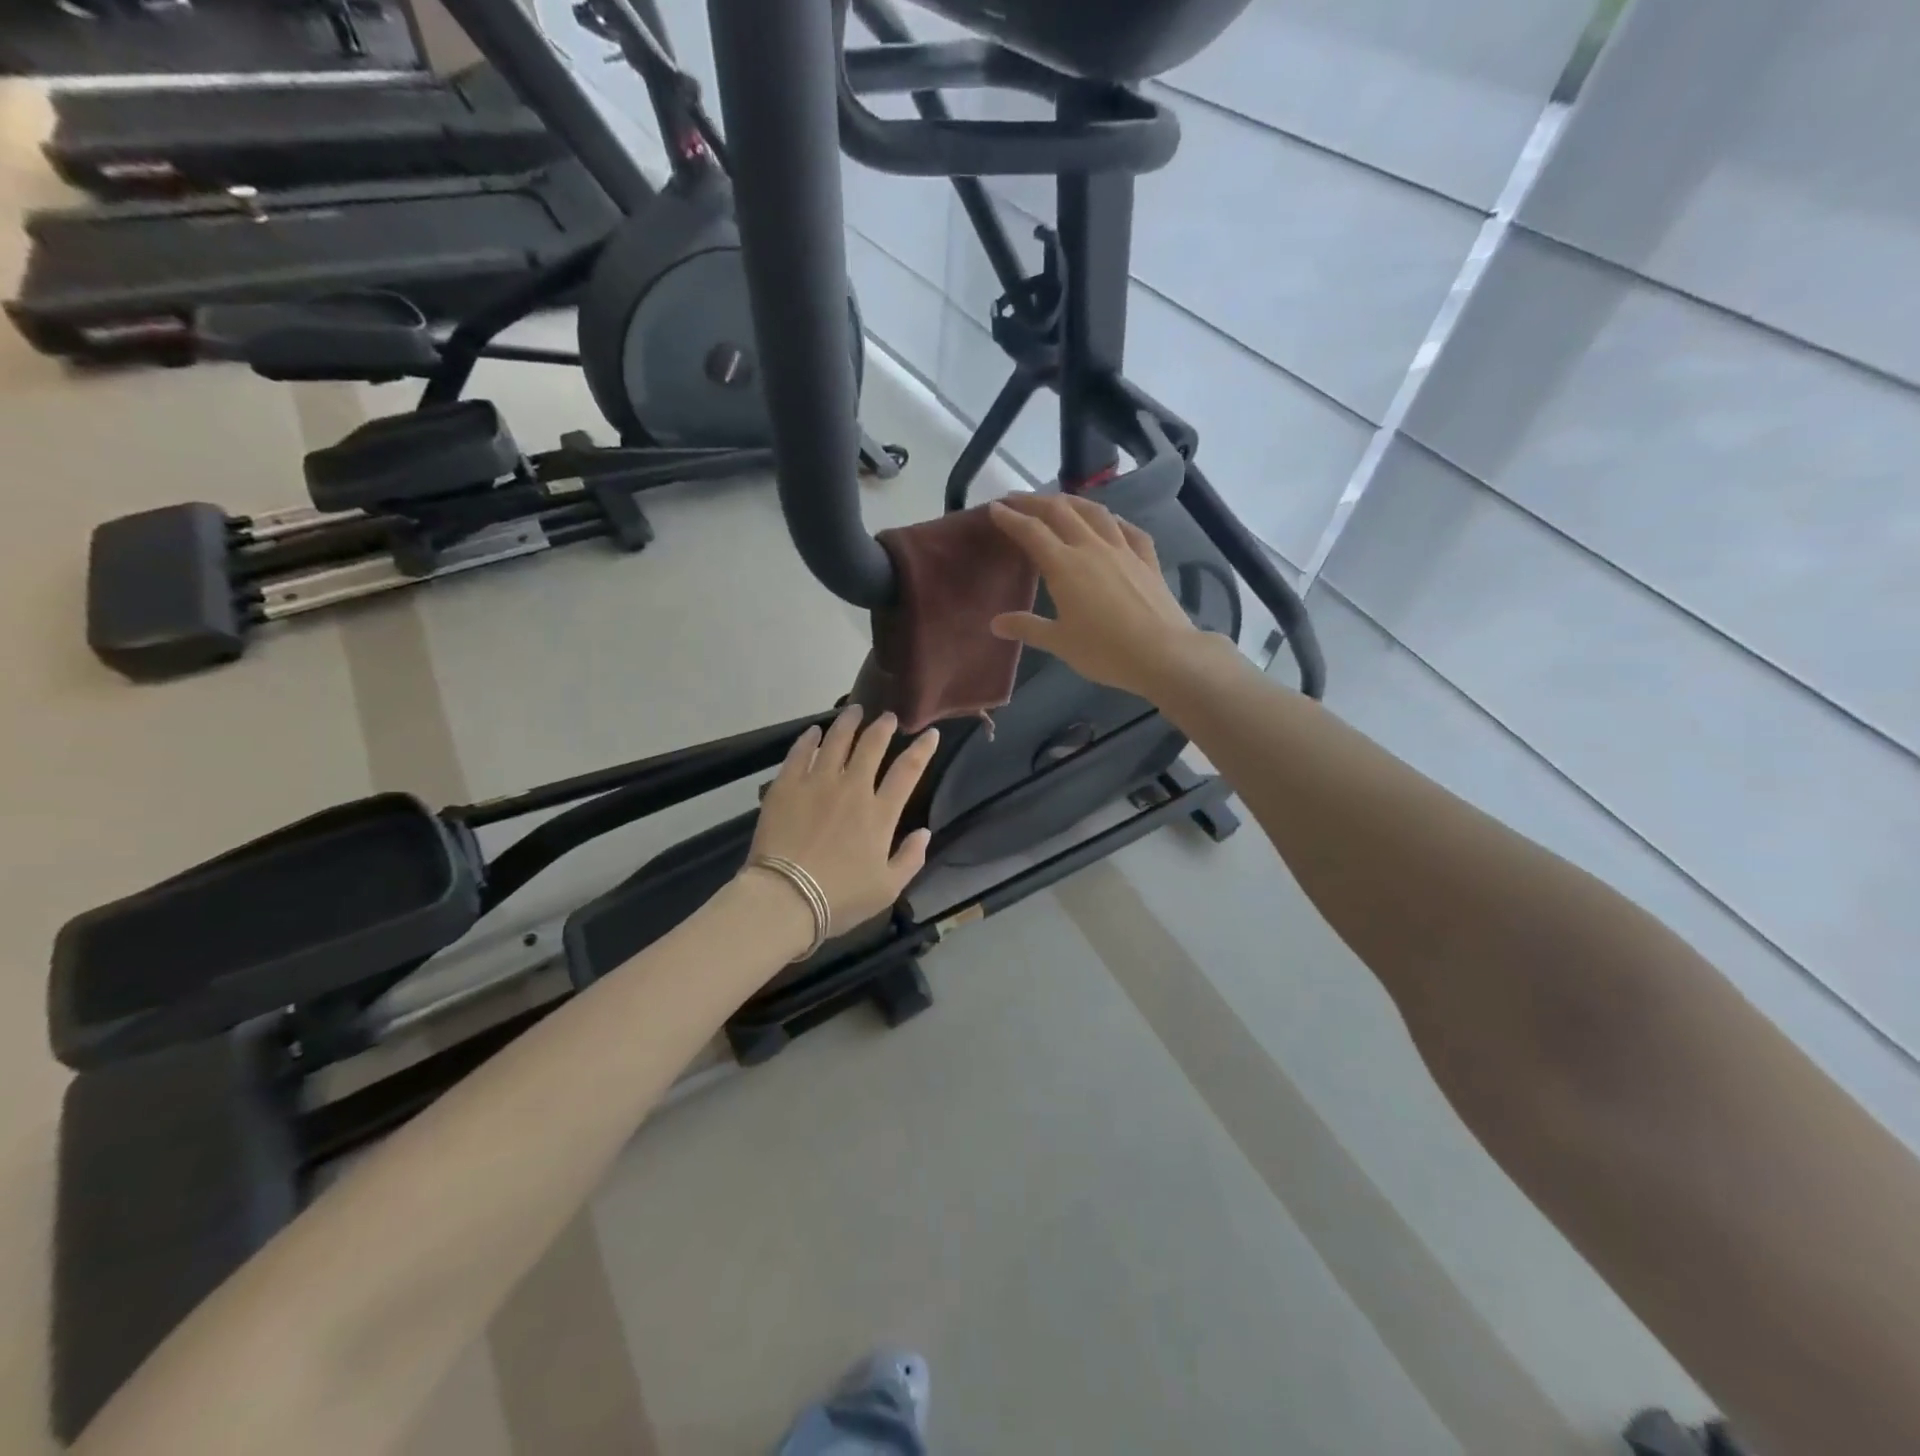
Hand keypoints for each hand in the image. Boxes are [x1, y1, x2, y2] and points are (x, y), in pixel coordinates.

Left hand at [744, 707, 938, 935]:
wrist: (785, 897)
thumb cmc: (840, 898)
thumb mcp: (887, 888)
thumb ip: (910, 858)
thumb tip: (925, 832)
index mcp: (879, 813)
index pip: (908, 771)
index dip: (922, 749)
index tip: (930, 734)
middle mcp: (852, 789)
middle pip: (871, 746)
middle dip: (883, 727)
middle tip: (888, 718)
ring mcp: (817, 783)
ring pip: (836, 741)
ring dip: (848, 724)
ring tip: (854, 712)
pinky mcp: (786, 786)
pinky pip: (800, 753)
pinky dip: (808, 739)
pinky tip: (813, 731)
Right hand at [987, 493, 1204, 697]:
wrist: (1163, 654)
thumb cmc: (1104, 651)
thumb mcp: (1059, 643)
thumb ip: (1027, 627)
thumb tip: (995, 623)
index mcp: (1064, 565)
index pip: (1031, 531)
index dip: (1010, 517)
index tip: (994, 508)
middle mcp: (1092, 547)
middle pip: (1061, 511)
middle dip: (1035, 502)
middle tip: (1017, 500)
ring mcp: (1123, 550)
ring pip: (1095, 512)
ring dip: (1073, 502)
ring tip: (1060, 502)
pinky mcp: (1148, 560)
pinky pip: (1128, 530)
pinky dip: (1114, 521)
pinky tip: (1111, 523)